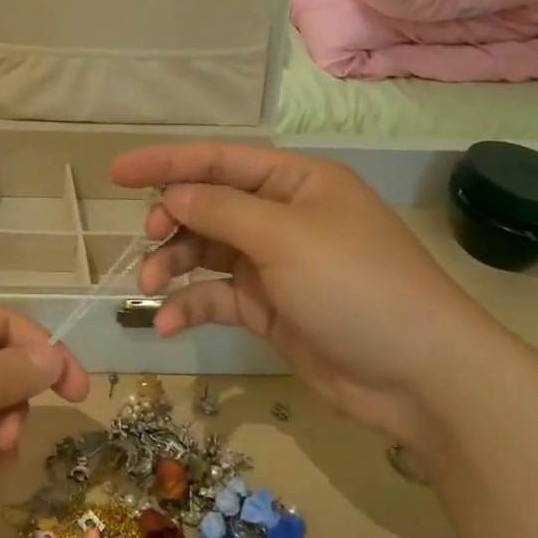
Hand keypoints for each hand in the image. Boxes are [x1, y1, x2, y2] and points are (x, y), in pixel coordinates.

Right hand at [110, 144, 527, 444]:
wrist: (420, 376)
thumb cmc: (356, 286)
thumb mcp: (285, 239)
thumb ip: (221, 211)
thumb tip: (172, 194)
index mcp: (296, 183)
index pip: (220, 161)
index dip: (167, 162)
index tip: (117, 172)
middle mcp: (283, 217)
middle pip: (209, 206)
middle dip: (173, 220)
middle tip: (150, 238)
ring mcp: (275, 264)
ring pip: (206, 251)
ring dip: (174, 265)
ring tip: (150, 285)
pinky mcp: (269, 308)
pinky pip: (217, 296)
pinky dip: (190, 306)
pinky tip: (166, 324)